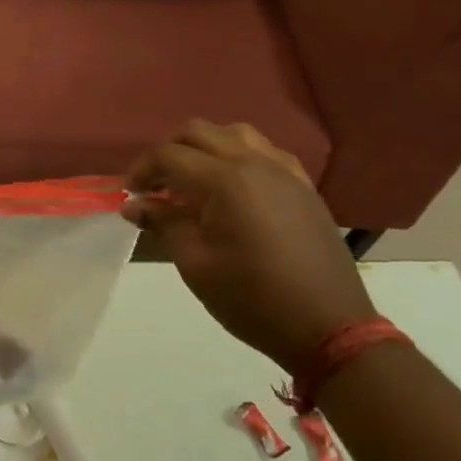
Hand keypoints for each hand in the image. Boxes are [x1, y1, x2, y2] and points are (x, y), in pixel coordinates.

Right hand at [124, 120, 373, 370]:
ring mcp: (284, 171)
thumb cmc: (253, 299)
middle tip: (156, 184)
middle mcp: (254, 163)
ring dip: (205, 147)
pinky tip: (234, 185)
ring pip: (234, 134)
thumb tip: (133, 204)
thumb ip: (163, 223)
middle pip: (198, 132)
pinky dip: (239, 156)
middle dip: (169, 151)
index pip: (169, 155)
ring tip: (193, 178)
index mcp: (225, 180)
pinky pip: (265, 151)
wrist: (330, 328)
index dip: (142, 169)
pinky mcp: (303, 186)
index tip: (130, 193)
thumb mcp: (196, 264)